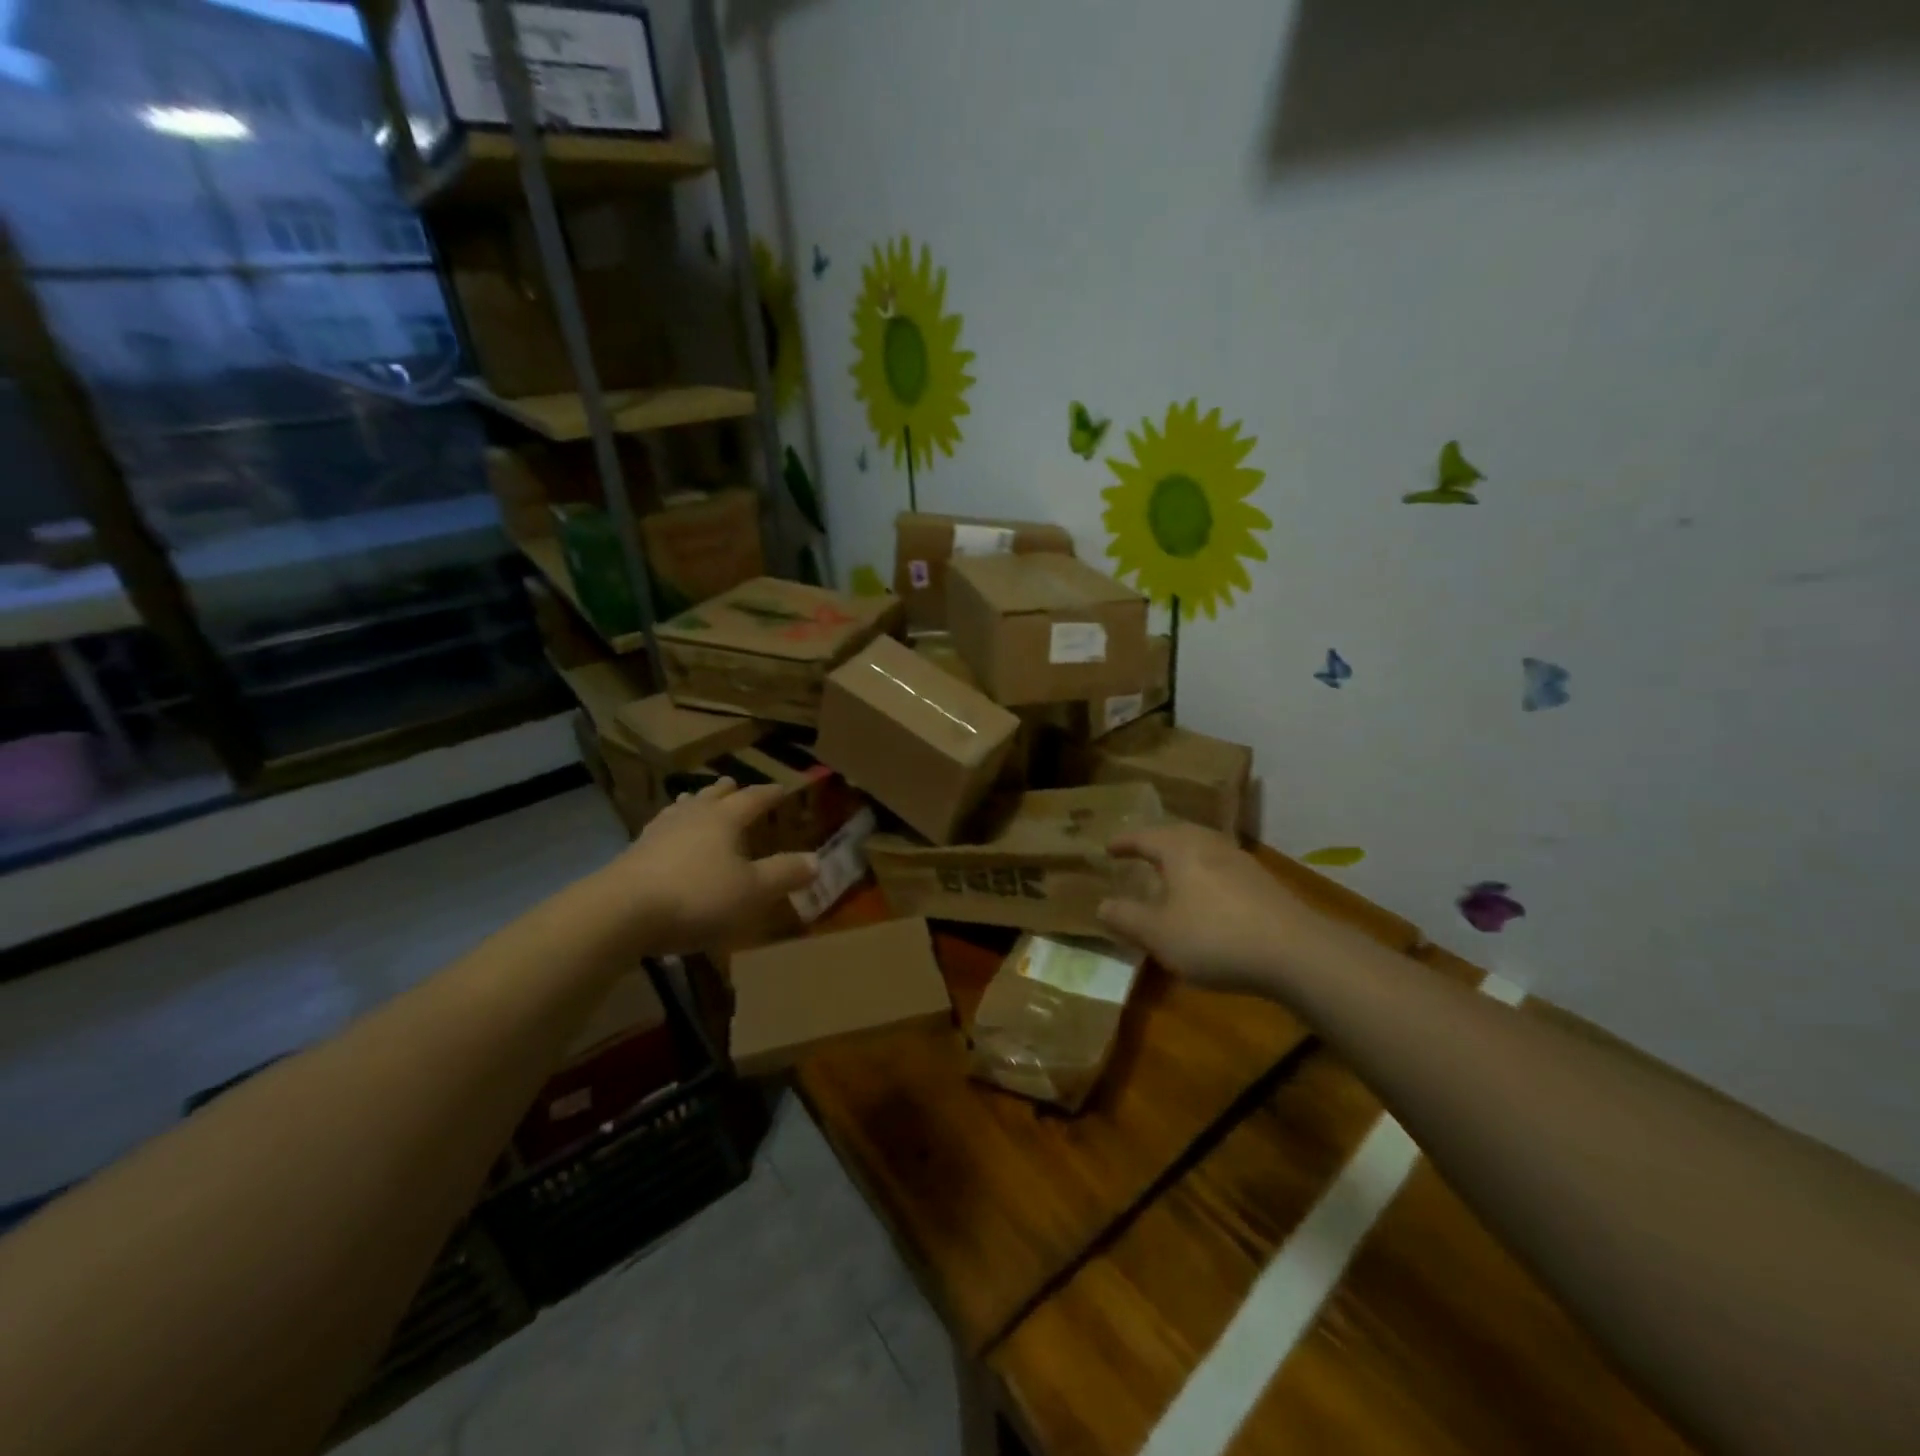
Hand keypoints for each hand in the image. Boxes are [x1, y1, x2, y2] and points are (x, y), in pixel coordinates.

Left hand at [597, 778, 818, 954]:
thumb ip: (784, 874)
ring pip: (682, 809)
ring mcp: (659, 832)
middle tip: (734, 784)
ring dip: (695, 804)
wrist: (622, 912)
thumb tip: (817, 860)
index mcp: (724, 819)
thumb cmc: (697, 896)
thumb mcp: (752, 891)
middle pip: (712, 797)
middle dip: (727, 791)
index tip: (782, 789)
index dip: (769, 794)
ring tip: (697, 800)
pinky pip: (660, 829)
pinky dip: (671, 827)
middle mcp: (692, 817)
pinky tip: (665, 837)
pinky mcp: (635, 853)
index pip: (753, 799)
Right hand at [1097, 824, 1321, 995]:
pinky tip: (1206, 897)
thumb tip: (1101, 904)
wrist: (1296, 952)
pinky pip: (1222, 868)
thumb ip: (1126, 918)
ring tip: (1170, 873)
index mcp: (1180, 849)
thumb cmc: (1214, 937)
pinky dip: (1204, 874)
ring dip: (1182, 857)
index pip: (1144, 836)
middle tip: (1140, 852)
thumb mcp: (1158, 934)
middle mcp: (1209, 845)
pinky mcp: (1263, 884)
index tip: (1108, 847)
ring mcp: (1241, 862)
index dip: (1124, 842)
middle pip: (1177, 834)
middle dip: (1156, 842)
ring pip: (1203, 849)